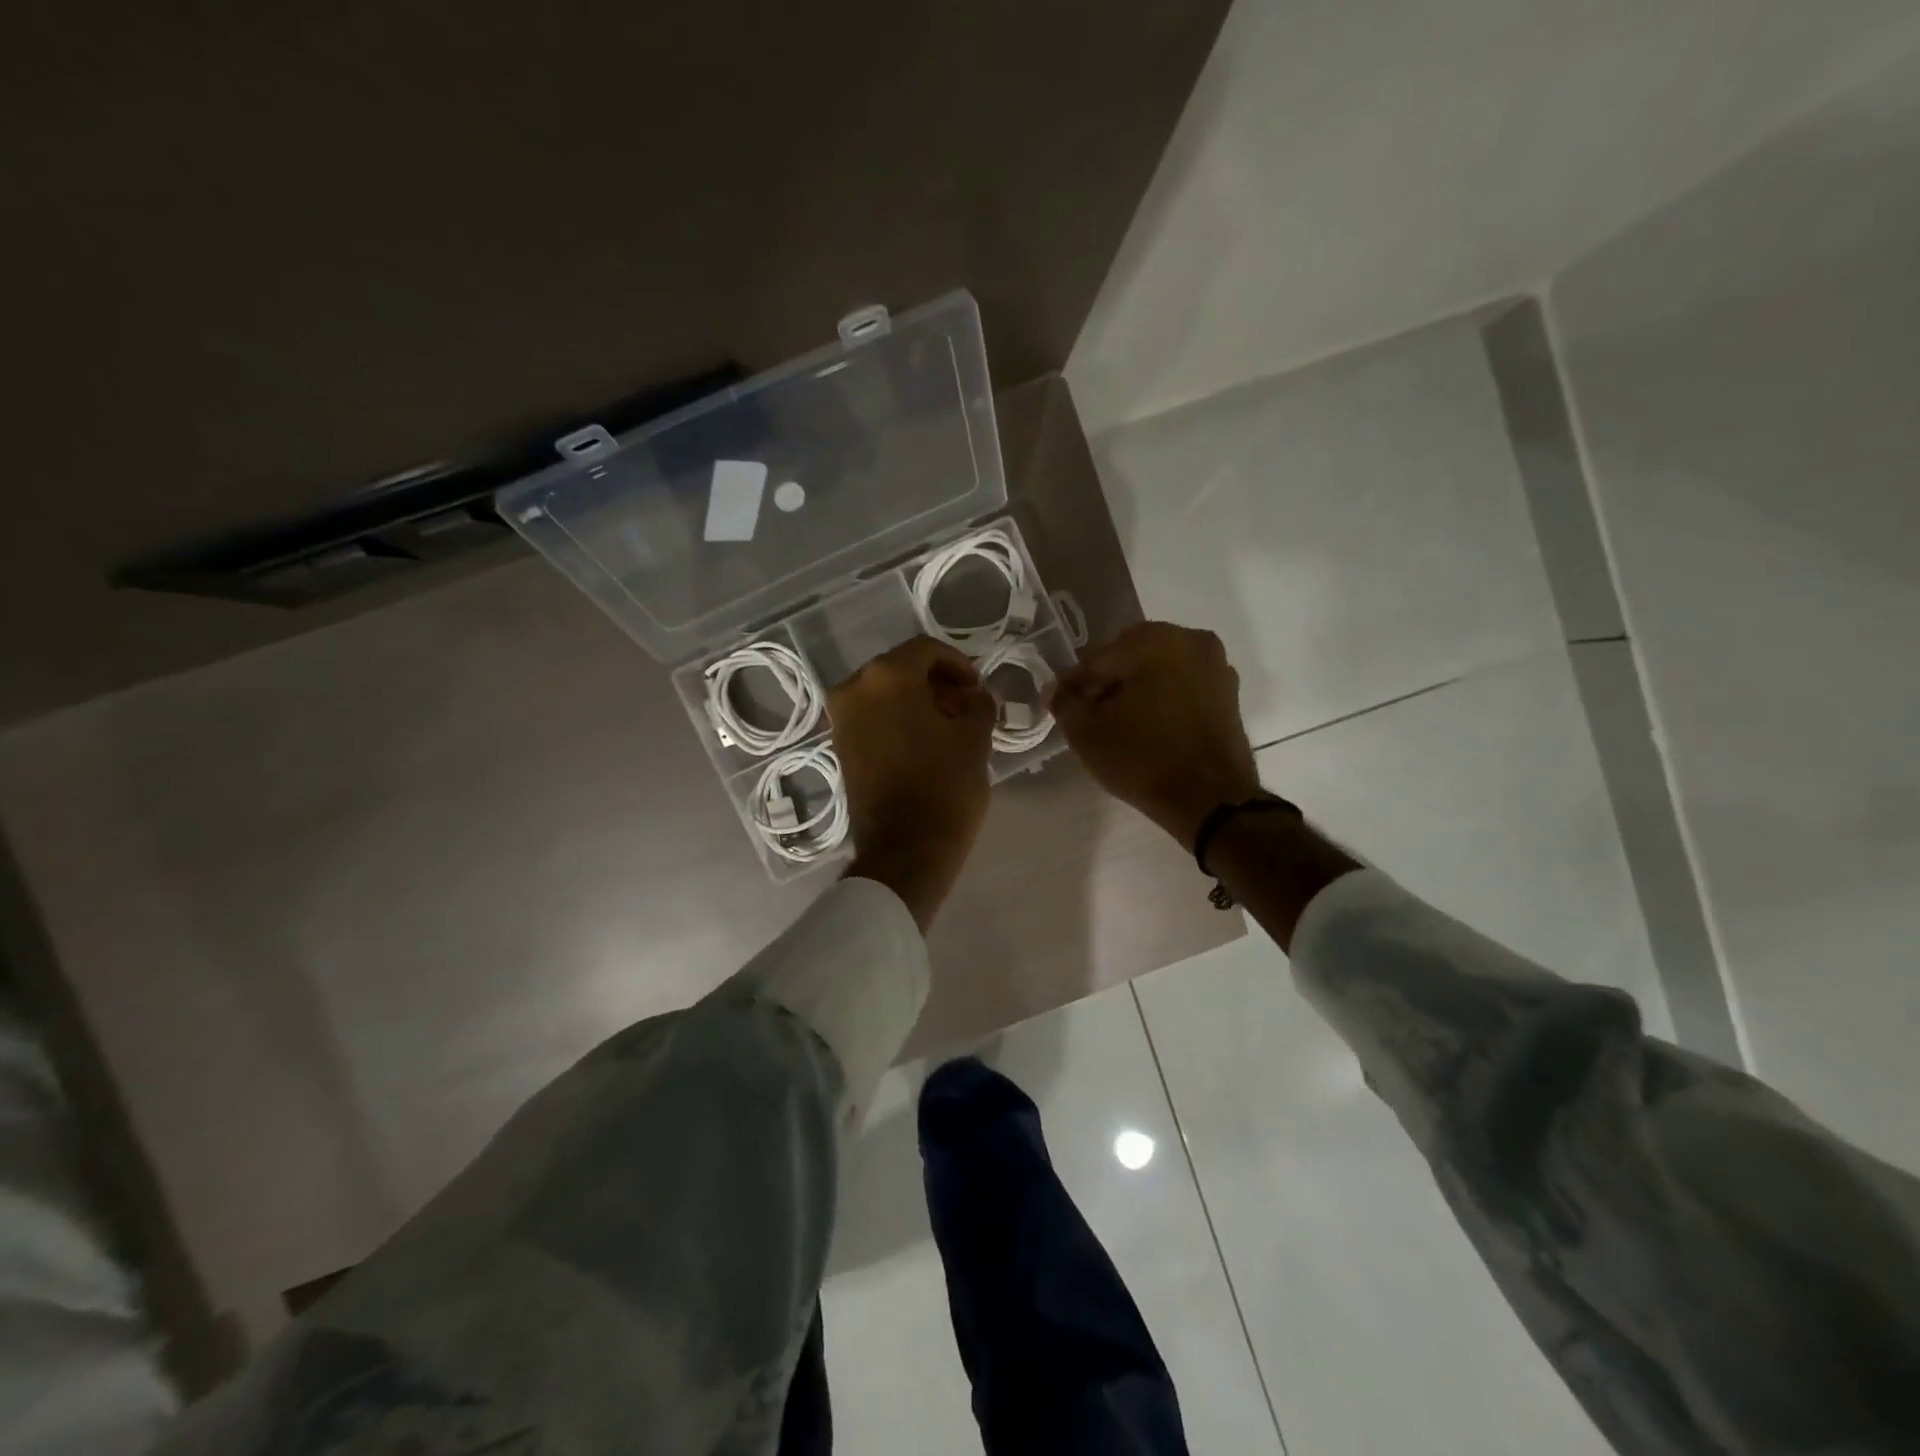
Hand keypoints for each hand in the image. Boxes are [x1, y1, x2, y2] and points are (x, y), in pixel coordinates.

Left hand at [828, 635, 995, 928]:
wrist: (904, 850)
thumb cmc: (944, 787)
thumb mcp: (975, 738)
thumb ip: (978, 702)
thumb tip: (974, 694)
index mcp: (887, 677)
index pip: (927, 649)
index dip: (958, 663)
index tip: (977, 686)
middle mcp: (855, 688)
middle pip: (902, 668)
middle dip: (936, 681)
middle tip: (966, 705)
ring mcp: (842, 718)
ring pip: (885, 692)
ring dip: (917, 700)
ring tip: (949, 725)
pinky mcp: (840, 745)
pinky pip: (873, 715)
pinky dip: (898, 718)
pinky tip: (925, 740)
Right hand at [1050, 621, 1262, 848]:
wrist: (1211, 801)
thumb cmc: (1143, 759)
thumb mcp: (1086, 733)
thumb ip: (1064, 702)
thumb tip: (1058, 690)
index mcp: (1154, 640)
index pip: (1097, 659)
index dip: (1075, 686)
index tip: (1061, 708)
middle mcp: (1190, 640)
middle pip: (1130, 659)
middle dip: (1107, 685)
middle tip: (1089, 718)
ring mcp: (1216, 666)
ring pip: (1158, 672)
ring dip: (1135, 692)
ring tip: (1118, 727)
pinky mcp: (1229, 694)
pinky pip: (1182, 688)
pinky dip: (1162, 701)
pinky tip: (1148, 729)